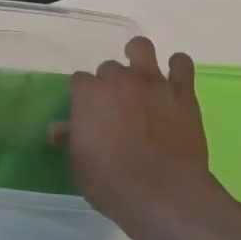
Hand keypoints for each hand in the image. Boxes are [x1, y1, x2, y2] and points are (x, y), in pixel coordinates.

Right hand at [56, 37, 217, 236]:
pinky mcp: (182, 91)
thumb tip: (59, 128)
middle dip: (110, 84)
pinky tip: (174, 83)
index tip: (88, 114)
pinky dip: (177, 68)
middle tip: (116, 107)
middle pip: (109, 67)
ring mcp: (152, 81)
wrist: (164, 192)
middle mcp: (119, 79)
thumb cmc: (112, 183)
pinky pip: (181, 63)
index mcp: (89, 94)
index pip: (79, 81)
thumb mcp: (80, 165)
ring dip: (138, 57)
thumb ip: (72, 138)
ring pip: (141, 47)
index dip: (83, 97)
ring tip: (141, 77)